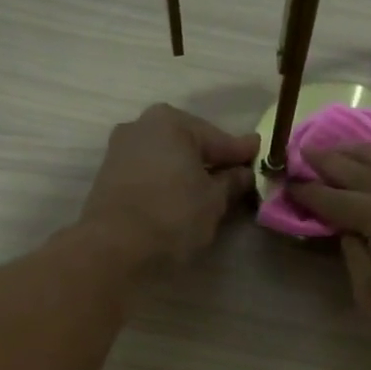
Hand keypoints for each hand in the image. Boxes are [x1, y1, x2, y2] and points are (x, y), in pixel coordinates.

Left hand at [80, 104, 258, 269]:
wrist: (113, 248)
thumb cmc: (173, 216)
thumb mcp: (214, 201)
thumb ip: (232, 182)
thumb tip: (244, 172)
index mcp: (173, 122)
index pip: (219, 139)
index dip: (242, 153)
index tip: (260, 155)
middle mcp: (143, 125)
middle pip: (190, 143)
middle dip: (212, 159)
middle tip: (236, 176)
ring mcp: (122, 148)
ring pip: (168, 156)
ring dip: (188, 170)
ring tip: (209, 191)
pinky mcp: (109, 173)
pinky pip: (151, 170)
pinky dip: (168, 179)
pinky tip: (181, 197)